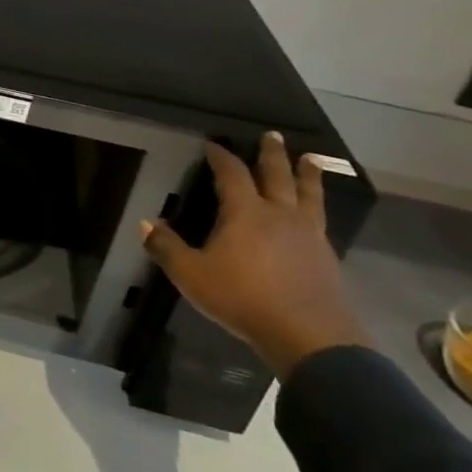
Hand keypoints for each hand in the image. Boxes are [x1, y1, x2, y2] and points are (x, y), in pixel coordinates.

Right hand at [141, 133, 368, 378]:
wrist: (309, 336)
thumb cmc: (243, 299)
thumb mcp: (192, 275)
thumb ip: (167, 248)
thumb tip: (145, 223)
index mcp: (245, 212)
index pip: (232, 174)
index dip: (222, 157)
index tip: (214, 144)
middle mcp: (279, 215)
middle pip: (277, 176)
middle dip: (272, 155)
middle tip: (274, 135)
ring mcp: (308, 235)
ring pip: (308, 195)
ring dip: (307, 175)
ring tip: (310, 160)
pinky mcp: (326, 257)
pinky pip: (320, 220)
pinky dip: (316, 207)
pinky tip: (314, 213)